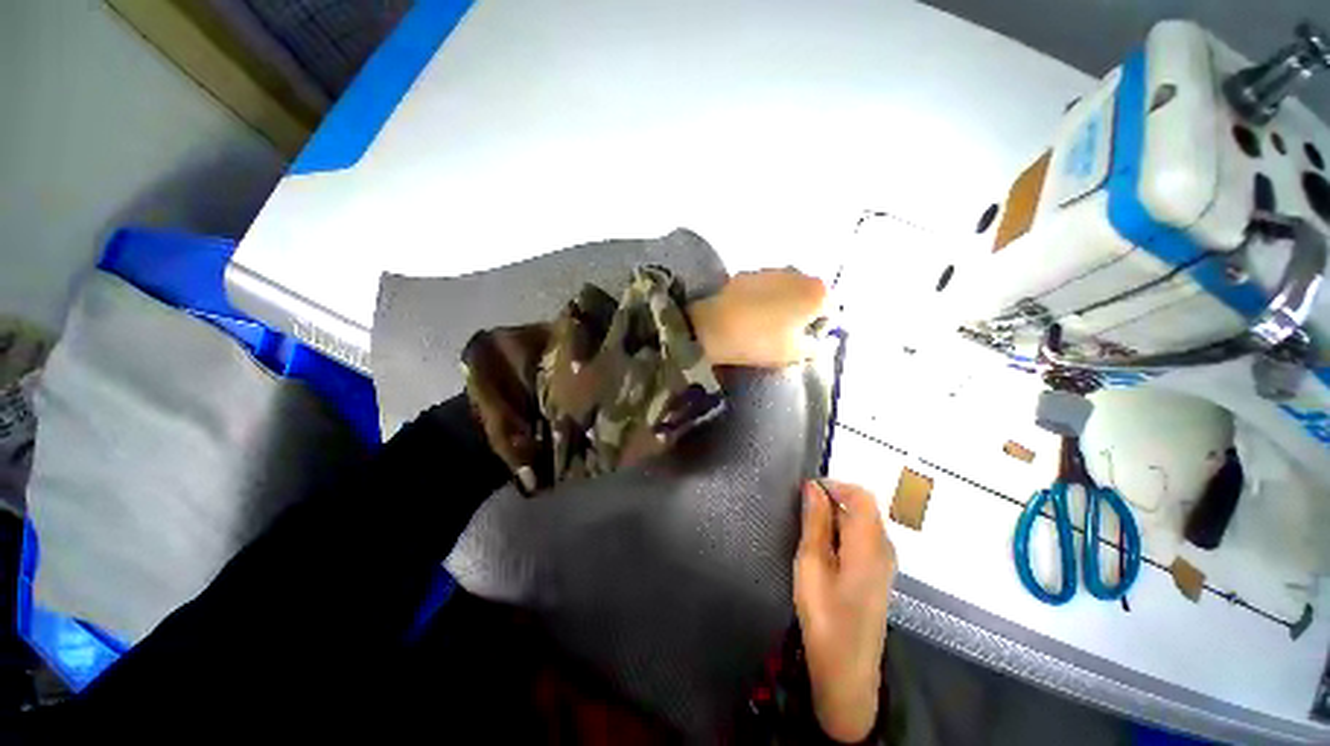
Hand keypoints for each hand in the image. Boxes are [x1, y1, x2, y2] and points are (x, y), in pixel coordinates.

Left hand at [688, 269, 827, 367]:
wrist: (711, 324)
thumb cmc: (759, 340)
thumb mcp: (794, 353)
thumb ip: (815, 347)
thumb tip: (818, 341)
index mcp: (818, 293)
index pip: (831, 312)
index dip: (819, 330)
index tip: (802, 344)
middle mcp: (800, 274)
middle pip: (809, 298)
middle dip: (801, 315)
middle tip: (784, 337)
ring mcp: (773, 270)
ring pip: (787, 292)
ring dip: (781, 307)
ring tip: (763, 327)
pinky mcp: (749, 273)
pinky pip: (766, 289)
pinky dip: (763, 301)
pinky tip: (748, 316)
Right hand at [794, 480, 895, 742]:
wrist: (847, 670)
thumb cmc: (825, 615)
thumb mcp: (812, 562)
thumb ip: (815, 521)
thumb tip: (813, 487)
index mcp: (870, 543)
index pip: (861, 495)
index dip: (834, 485)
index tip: (806, 490)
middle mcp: (884, 547)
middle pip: (863, 507)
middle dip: (833, 500)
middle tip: (801, 512)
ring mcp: (884, 562)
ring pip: (862, 521)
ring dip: (835, 516)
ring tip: (808, 529)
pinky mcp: (879, 574)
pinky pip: (863, 537)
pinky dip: (842, 531)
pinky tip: (823, 548)